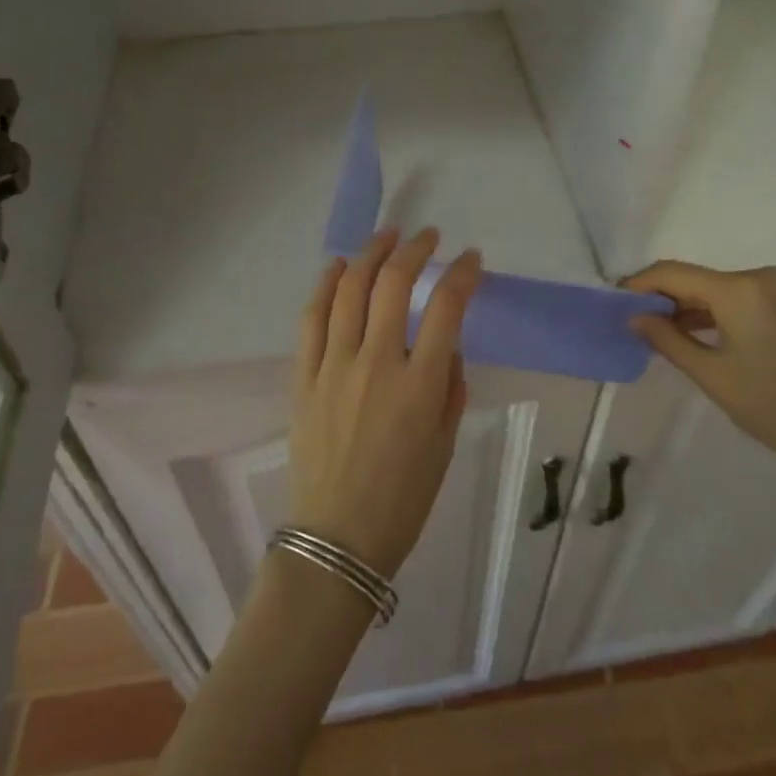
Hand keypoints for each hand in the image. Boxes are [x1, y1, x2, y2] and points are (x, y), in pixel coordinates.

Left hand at [289, 228, 480, 578]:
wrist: (337, 539)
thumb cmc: (403, 499)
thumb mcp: (445, 445)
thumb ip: (450, 387)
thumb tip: (446, 347)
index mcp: (420, 385)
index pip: (446, 307)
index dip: (462, 274)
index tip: (471, 259)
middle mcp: (377, 363)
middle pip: (394, 284)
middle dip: (415, 250)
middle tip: (428, 237)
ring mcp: (335, 366)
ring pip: (350, 290)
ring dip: (371, 254)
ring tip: (387, 236)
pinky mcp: (304, 375)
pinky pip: (312, 317)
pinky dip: (325, 284)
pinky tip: (338, 266)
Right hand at [625, 261, 775, 484]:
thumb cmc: (771, 407)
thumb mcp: (710, 375)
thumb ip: (666, 338)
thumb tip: (634, 316)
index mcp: (739, 289)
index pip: (674, 273)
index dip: (641, 284)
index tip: (620, 300)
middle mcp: (765, 275)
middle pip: (703, 279)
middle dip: (672, 298)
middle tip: (646, 322)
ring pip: (729, 287)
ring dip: (702, 305)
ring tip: (679, 331)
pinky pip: (755, 295)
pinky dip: (732, 309)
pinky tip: (721, 334)